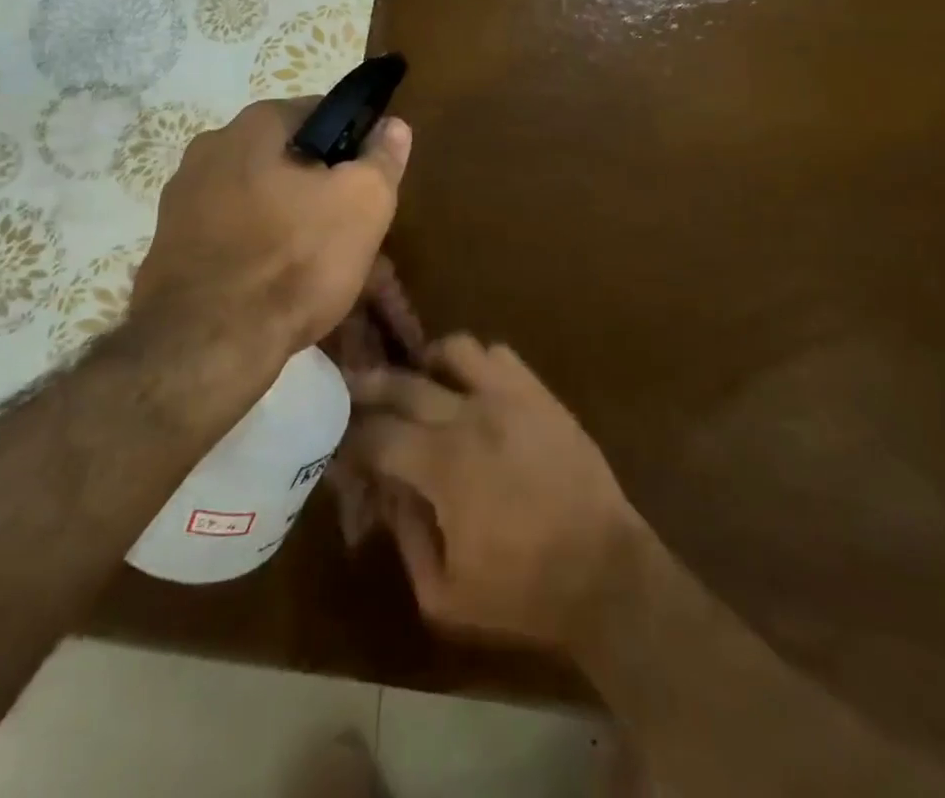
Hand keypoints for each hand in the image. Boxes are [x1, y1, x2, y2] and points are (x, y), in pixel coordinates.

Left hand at [129, 99, 411, 366]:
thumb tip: (393, 126)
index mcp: (253, 125)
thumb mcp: (364, 203)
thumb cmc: (295, 259)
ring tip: (316, 263)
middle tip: (348, 227)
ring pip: (257, 199)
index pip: (319, 112)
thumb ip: (382, 158)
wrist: (207, 344)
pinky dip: (255, 249)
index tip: (369, 180)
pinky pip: (230, 234)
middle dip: (318, 186)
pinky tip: (275, 284)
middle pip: (285, 159)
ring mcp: (181, 199)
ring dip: (288, 219)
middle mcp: (209, 149)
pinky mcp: (169, 246)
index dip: (353, 142)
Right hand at [347, 335, 645, 653]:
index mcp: (443, 466)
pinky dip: (475, 363)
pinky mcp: (539, 393)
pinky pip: (498, 355)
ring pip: (453, 350)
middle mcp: (470, 416)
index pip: (377, 434)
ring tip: (421, 384)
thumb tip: (385, 490)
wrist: (605, 572)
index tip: (338, 442)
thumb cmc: (522, 592)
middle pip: (404, 382)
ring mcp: (509, 397)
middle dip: (369, 385)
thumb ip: (404, 537)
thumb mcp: (443, 594)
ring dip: (427, 364)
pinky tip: (472, 388)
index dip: (350, 438)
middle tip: (351, 388)